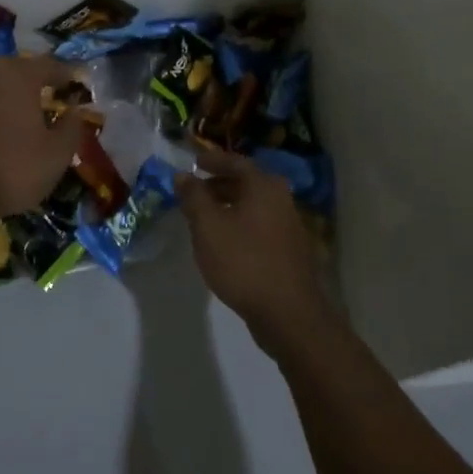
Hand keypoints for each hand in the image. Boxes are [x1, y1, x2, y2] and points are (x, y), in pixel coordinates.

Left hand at [0, 54, 87, 221]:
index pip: (53, 66)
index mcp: (20, 73)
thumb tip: (76, 110)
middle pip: (24, 72)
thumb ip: (73, 127)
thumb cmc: (11, 167)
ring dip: (18, 98)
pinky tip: (7, 132)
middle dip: (42, 84)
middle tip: (58, 99)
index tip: (83, 86)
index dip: (71, 76)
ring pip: (2, 87)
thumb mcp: (57, 154)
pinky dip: (0, 112)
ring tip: (34, 117)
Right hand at [177, 147, 331, 347]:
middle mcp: (281, 200)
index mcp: (264, 187)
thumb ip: (193, 197)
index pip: (236, 162)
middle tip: (196, 191)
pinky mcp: (290, 251)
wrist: (288, 313)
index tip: (194, 162)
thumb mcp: (208, 226)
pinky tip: (225, 242)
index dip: (213, 160)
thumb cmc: (243, 261)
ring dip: (229, 205)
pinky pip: (260, 225)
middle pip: (247, 183)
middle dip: (219, 184)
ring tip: (205, 217)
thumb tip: (183, 175)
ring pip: (254, 206)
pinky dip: (240, 224)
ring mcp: (290, 226)